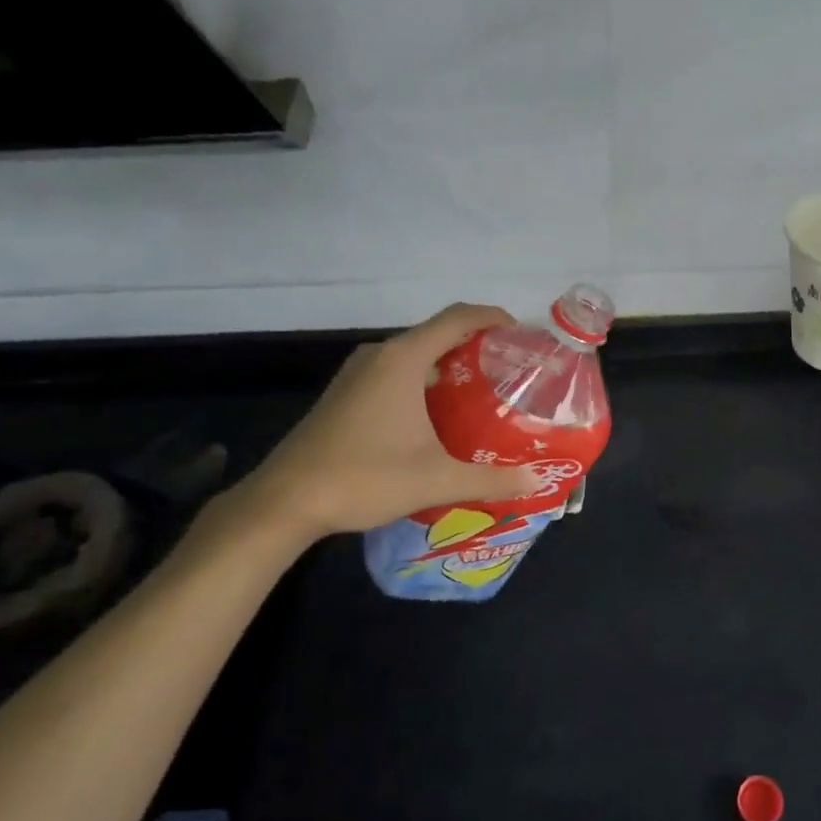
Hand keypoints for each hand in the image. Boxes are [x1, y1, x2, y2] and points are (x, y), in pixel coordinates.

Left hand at [234, 304, 542, 542]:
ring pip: (415, 355)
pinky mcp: (345, 394)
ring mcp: (357, 374)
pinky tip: (440, 416)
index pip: (457, 318)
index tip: (522, 334)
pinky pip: (396, 372)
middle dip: (477, 345)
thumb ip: (491, 479)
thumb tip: (536, 480)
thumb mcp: (436, 480)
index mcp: (403, 360)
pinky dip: (425, 381)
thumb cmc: (364, 478)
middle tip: (511, 371)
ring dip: (450, 365)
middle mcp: (380, 356)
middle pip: (438, 334)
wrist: (284, 502)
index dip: (493, 317)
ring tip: (484, 392)